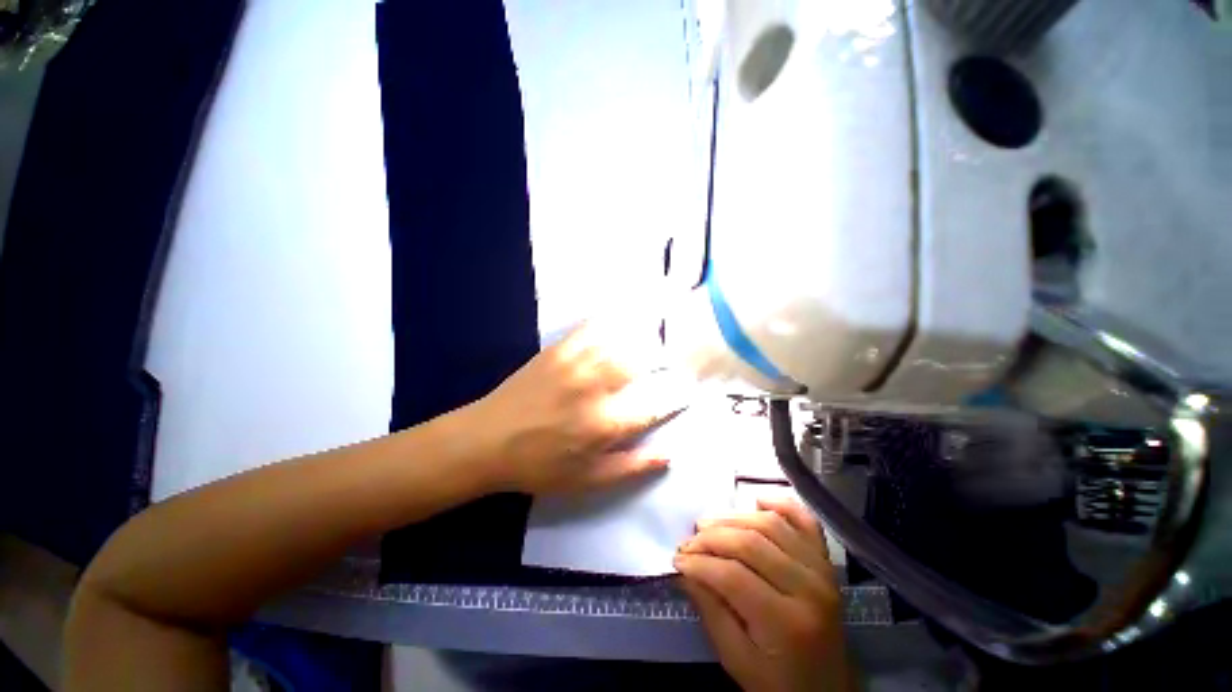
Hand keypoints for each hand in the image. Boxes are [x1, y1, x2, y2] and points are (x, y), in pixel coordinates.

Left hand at [467, 321, 687, 494]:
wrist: (486, 441)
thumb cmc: (538, 466)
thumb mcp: (588, 480)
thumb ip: (632, 467)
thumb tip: (669, 454)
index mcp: (606, 423)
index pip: (656, 403)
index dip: (677, 395)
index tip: (690, 390)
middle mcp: (596, 387)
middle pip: (643, 363)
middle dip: (665, 360)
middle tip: (676, 360)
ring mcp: (577, 363)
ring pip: (622, 340)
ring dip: (644, 337)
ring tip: (658, 336)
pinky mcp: (559, 349)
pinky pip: (592, 327)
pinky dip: (612, 320)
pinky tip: (623, 316)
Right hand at [676, 498, 855, 691]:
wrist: (829, 690)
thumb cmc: (779, 683)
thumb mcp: (737, 660)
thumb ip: (710, 612)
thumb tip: (685, 569)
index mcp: (787, 623)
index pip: (734, 576)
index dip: (700, 563)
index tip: (678, 559)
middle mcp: (809, 588)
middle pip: (751, 543)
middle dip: (712, 538)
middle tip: (689, 541)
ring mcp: (821, 569)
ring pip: (771, 524)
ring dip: (734, 518)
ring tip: (709, 524)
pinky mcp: (826, 560)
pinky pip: (804, 520)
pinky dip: (780, 504)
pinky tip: (757, 499)